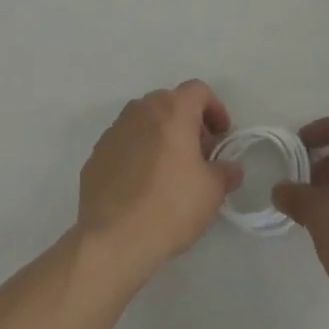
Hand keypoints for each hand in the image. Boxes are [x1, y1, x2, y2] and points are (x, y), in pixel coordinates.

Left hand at [76, 80, 243, 283]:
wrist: (112, 237)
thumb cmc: (170, 206)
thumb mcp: (212, 191)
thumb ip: (225, 172)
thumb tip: (230, 167)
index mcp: (172, 109)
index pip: (199, 91)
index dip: (216, 109)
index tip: (222, 136)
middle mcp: (141, 109)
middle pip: (171, 104)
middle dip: (189, 124)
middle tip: (200, 156)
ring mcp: (115, 129)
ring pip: (147, 122)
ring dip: (163, 137)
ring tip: (172, 172)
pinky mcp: (97, 152)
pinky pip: (127, 142)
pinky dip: (140, 153)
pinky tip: (144, 185)